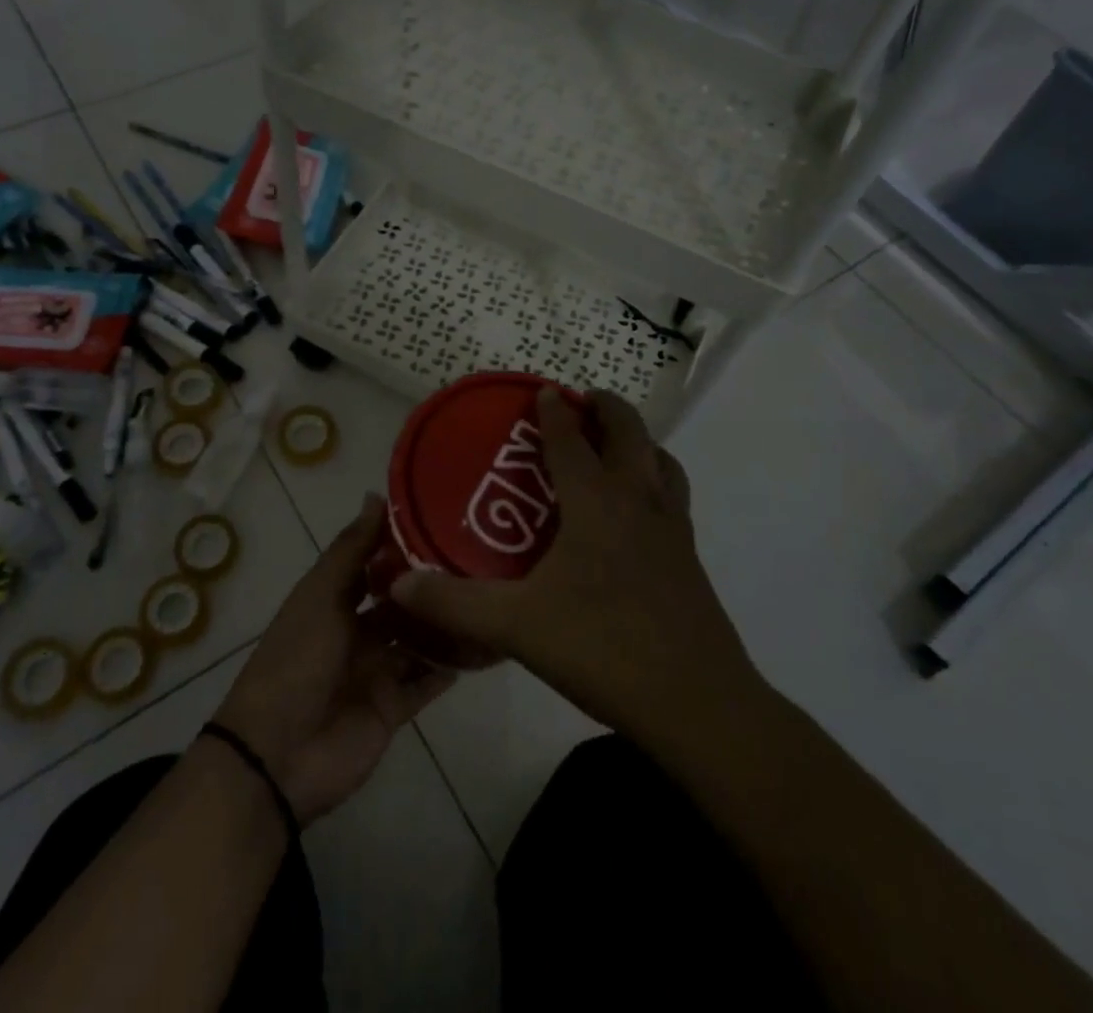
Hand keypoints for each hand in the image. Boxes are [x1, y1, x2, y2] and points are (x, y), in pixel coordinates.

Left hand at [214, 496, 454, 823]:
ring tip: (492, 596)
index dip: (405, 543)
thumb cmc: (296, 659)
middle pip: (403, 602)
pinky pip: (427, 682)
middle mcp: (358, 630)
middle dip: (434, 584)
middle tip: (484, 558)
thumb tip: (376, 495)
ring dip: (447, 623)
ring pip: (420, 639)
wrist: (277, 754)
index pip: (376, 563)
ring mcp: (377, 669)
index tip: (448, 517)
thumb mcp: (320, 595)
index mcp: (335, 599)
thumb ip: (351, 549)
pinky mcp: (393, 707)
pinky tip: (485, 644)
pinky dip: (451, 667)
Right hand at [389, 389, 750, 747]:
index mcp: (597, 503)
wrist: (696, 702)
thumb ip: (454, 604)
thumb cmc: (604, 647)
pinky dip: (656, 479)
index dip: (555, 412)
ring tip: (616, 447)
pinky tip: (637, 514)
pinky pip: (673, 496)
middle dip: (607, 408)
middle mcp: (638, 501)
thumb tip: (396, 585)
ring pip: (662, 461)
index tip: (544, 391)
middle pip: (630, 433)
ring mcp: (672, 528)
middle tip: (583, 402)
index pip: (572, 440)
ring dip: (639, 441)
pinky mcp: (690, 557)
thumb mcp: (517, 626)